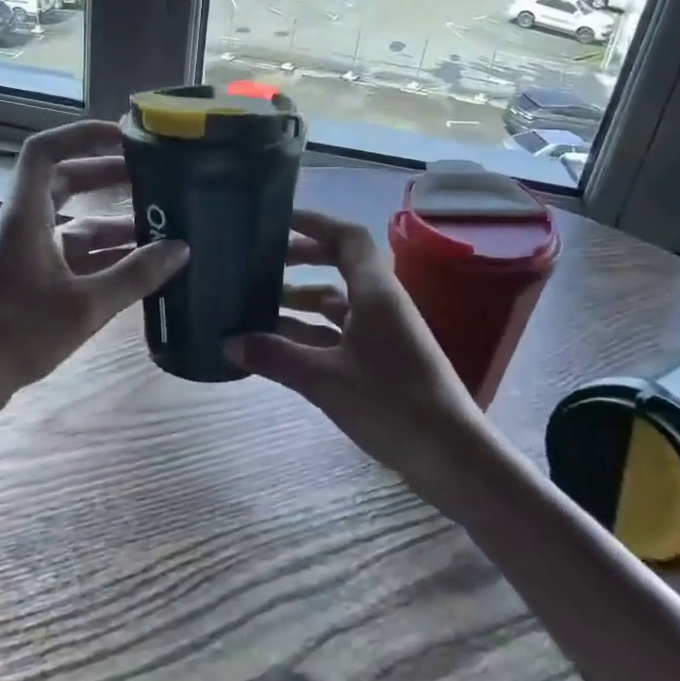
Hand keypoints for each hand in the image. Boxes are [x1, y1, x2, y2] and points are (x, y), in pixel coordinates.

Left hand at [0, 120, 187, 400]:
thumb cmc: (15, 333)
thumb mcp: (84, 305)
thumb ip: (135, 275)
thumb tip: (181, 248)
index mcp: (26, 215)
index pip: (46, 150)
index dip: (82, 134)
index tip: (124, 136)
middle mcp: (25, 226)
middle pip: (65, 183)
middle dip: (107, 176)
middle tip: (153, 177)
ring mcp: (27, 255)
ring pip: (74, 226)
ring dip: (113, 224)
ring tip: (161, 228)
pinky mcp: (31, 283)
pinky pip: (74, 258)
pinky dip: (104, 258)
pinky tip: (140, 270)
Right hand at [225, 209, 478, 473]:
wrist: (452, 458)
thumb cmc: (392, 404)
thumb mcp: (324, 379)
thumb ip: (275, 357)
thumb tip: (226, 343)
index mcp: (376, 293)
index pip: (346, 237)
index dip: (312, 223)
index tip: (275, 222)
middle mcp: (382, 304)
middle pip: (340, 265)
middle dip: (301, 261)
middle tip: (260, 264)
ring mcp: (385, 334)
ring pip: (338, 303)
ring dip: (301, 301)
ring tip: (257, 306)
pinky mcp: (383, 362)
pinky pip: (340, 333)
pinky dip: (310, 334)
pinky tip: (279, 346)